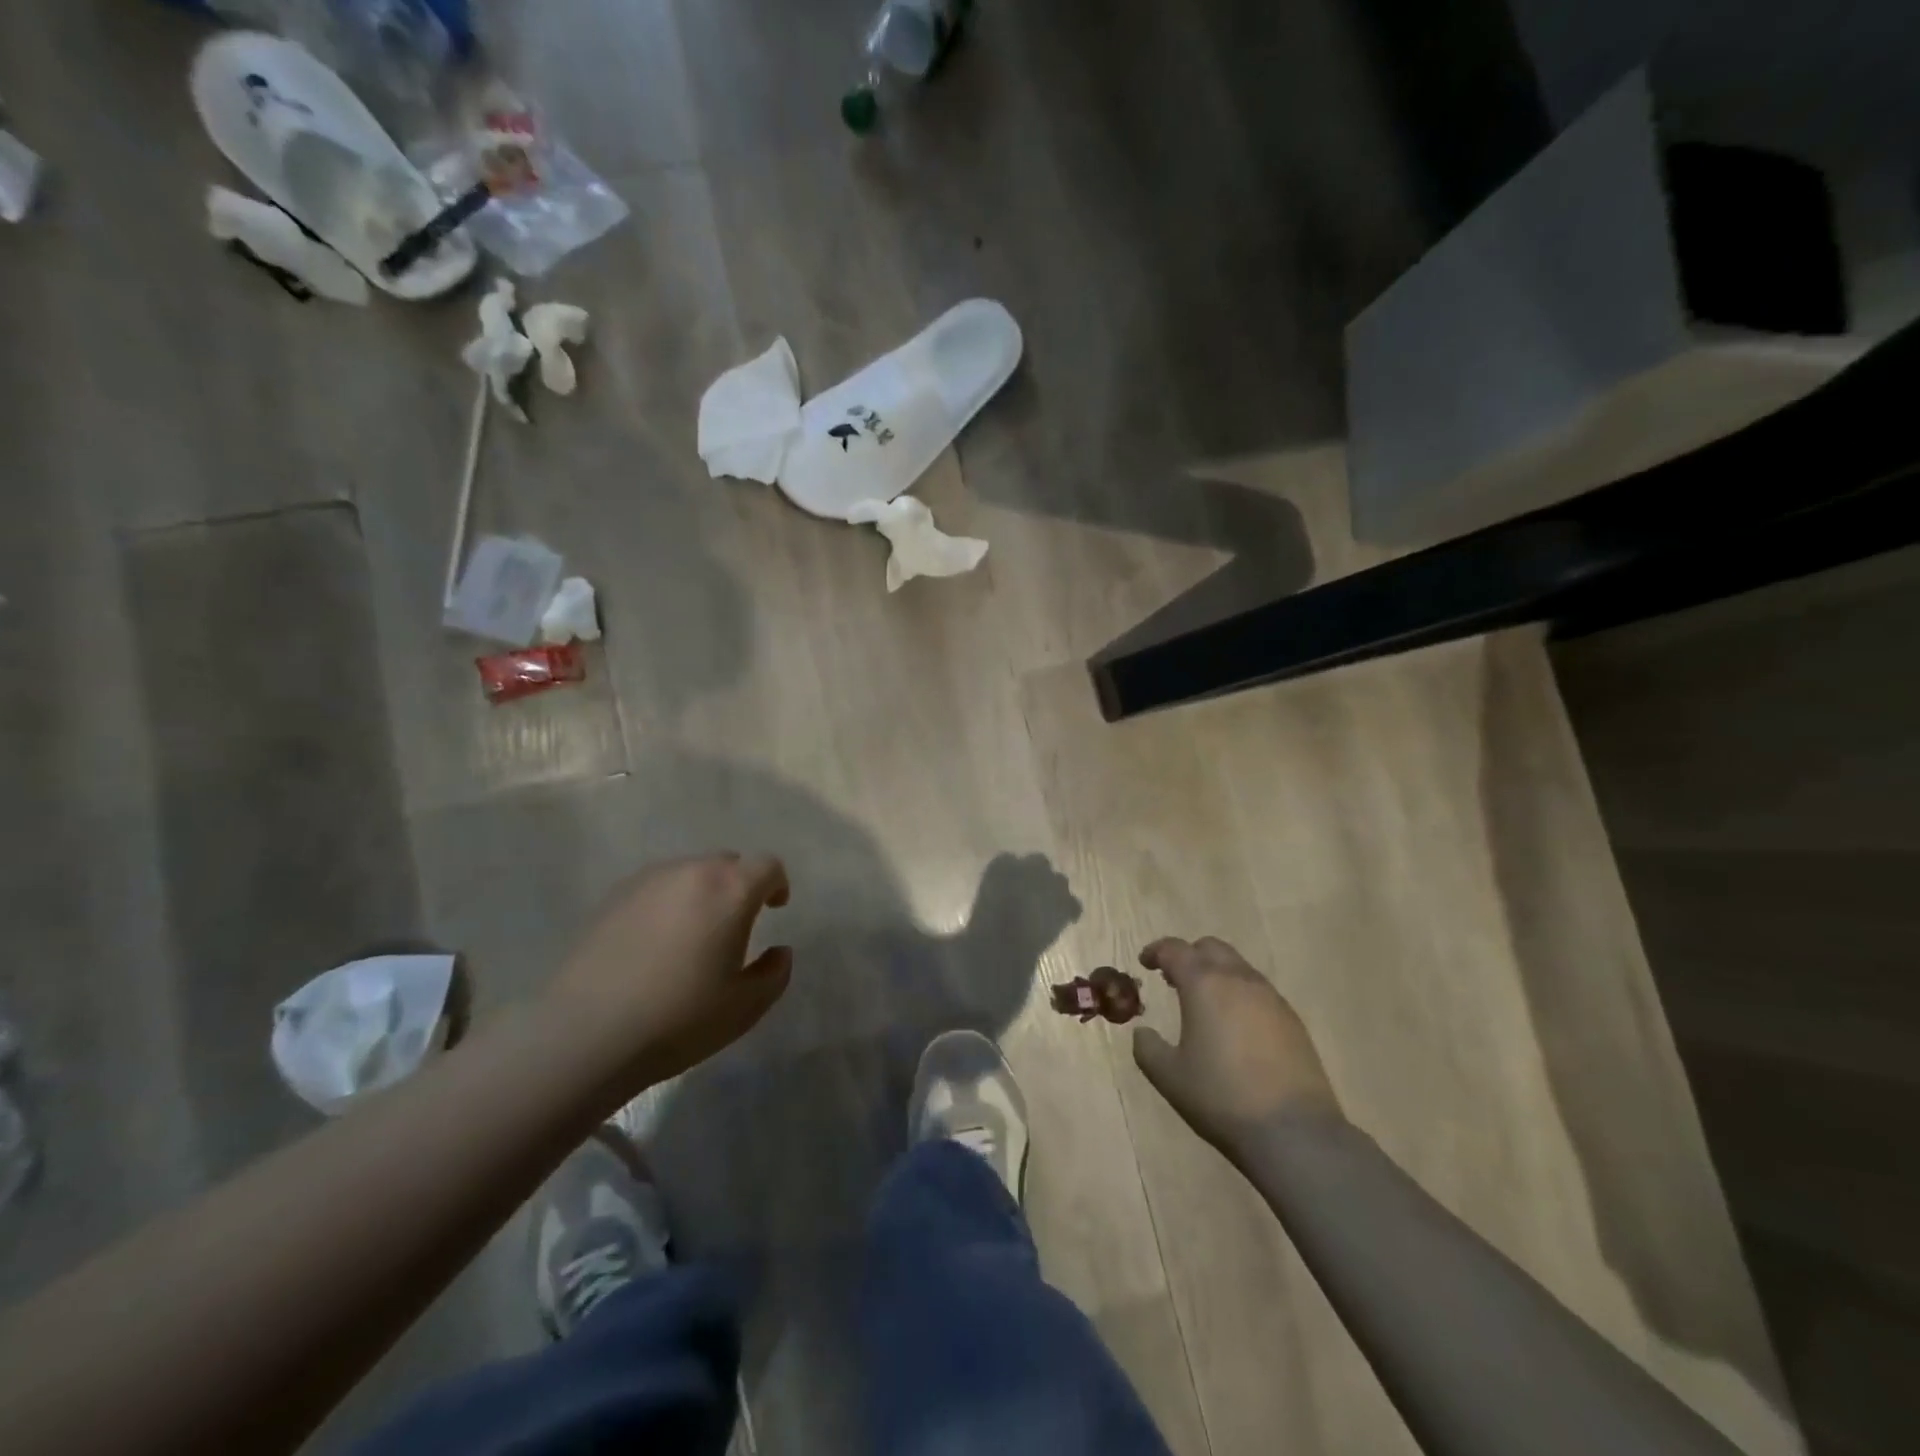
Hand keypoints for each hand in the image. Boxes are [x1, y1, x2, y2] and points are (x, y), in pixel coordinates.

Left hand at [552, 854, 791, 1085]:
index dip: (777, 884)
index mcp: (730, 890)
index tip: (775, 908)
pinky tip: (656, 943)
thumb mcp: (745, 1007)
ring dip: (702, 893)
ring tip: (694, 934)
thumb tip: (779, 950)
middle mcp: (691, 872)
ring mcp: (648, 880)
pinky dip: (668, 903)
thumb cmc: (679, 1019)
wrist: (585, 1034)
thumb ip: (775, 973)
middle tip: (735, 925)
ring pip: (689, 873)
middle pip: (727, 863)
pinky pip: (656, 888)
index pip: (767, 865)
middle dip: (739, 886)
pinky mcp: (613, 897)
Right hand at [1133, 937, 1340, 1157]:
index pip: (1175, 950)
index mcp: (1204, 984)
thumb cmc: (1221, 1097)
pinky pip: (1259, 991)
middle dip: (1189, 955)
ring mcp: (1271, 998)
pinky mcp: (1292, 1020)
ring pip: (1238, 967)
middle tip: (1172, 978)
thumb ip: (1148, 1048)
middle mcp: (1239, 980)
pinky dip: (1239, 994)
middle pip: (1211, 948)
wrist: (1294, 1132)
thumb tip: (1142, 1032)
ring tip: (1204, 1002)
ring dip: (1216, 974)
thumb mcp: (1169, 1076)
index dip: (1156, 951)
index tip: (1145, 962)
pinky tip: (1235, 1026)